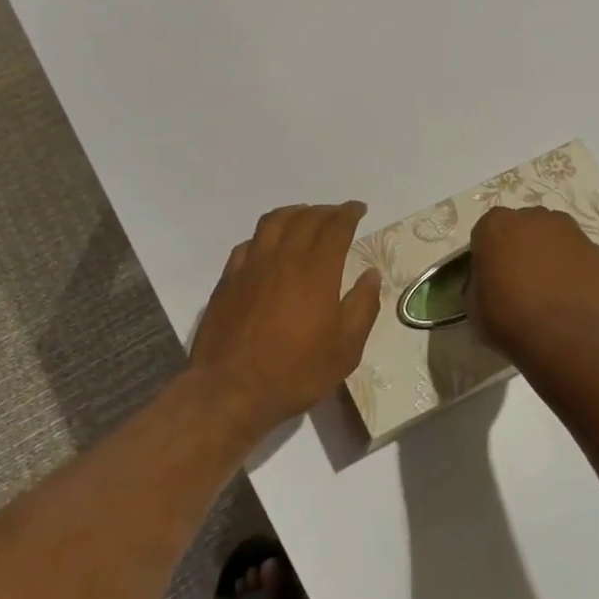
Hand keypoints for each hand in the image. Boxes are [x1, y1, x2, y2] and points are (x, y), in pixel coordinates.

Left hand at [191, 202, 381, 433]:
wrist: (232, 389)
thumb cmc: (296, 372)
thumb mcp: (346, 348)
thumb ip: (362, 306)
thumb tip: (370, 275)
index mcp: (317, 270)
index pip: (335, 227)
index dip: (349, 213)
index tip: (358, 208)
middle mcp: (283, 257)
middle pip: (305, 219)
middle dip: (325, 211)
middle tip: (336, 213)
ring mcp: (251, 266)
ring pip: (273, 223)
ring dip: (293, 213)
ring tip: (303, 215)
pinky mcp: (228, 279)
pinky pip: (248, 244)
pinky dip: (264, 236)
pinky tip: (267, 245)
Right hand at [467, 206, 598, 364]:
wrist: (565, 339)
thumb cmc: (509, 320)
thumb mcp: (473, 304)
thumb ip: (478, 280)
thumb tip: (488, 279)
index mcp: (496, 226)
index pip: (487, 230)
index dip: (489, 251)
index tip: (491, 274)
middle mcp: (534, 218)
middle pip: (524, 225)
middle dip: (521, 245)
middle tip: (520, 278)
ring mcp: (570, 232)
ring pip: (555, 234)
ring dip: (550, 251)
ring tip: (550, 286)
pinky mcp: (597, 251)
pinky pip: (580, 255)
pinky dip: (576, 268)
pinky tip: (572, 294)